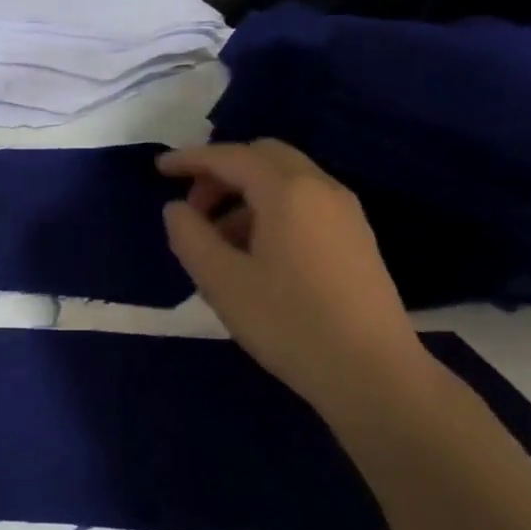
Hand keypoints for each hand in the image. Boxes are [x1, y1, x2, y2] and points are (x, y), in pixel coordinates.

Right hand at [159, 141, 430, 421]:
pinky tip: (255, 254)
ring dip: (245, 194)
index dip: (190, 159)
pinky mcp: (356, 239)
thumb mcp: (221, 281)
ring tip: (218, 240)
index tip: (159, 169)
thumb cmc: (287, 322)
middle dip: (221, 172)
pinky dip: (270, 210)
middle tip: (192, 208)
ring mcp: (346, 213)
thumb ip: (189, 236)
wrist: (372, 372)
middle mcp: (321, 189)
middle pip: (264, 157)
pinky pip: (304, 203)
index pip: (231, 157)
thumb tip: (176, 209)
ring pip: (286, 181)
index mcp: (288, 192)